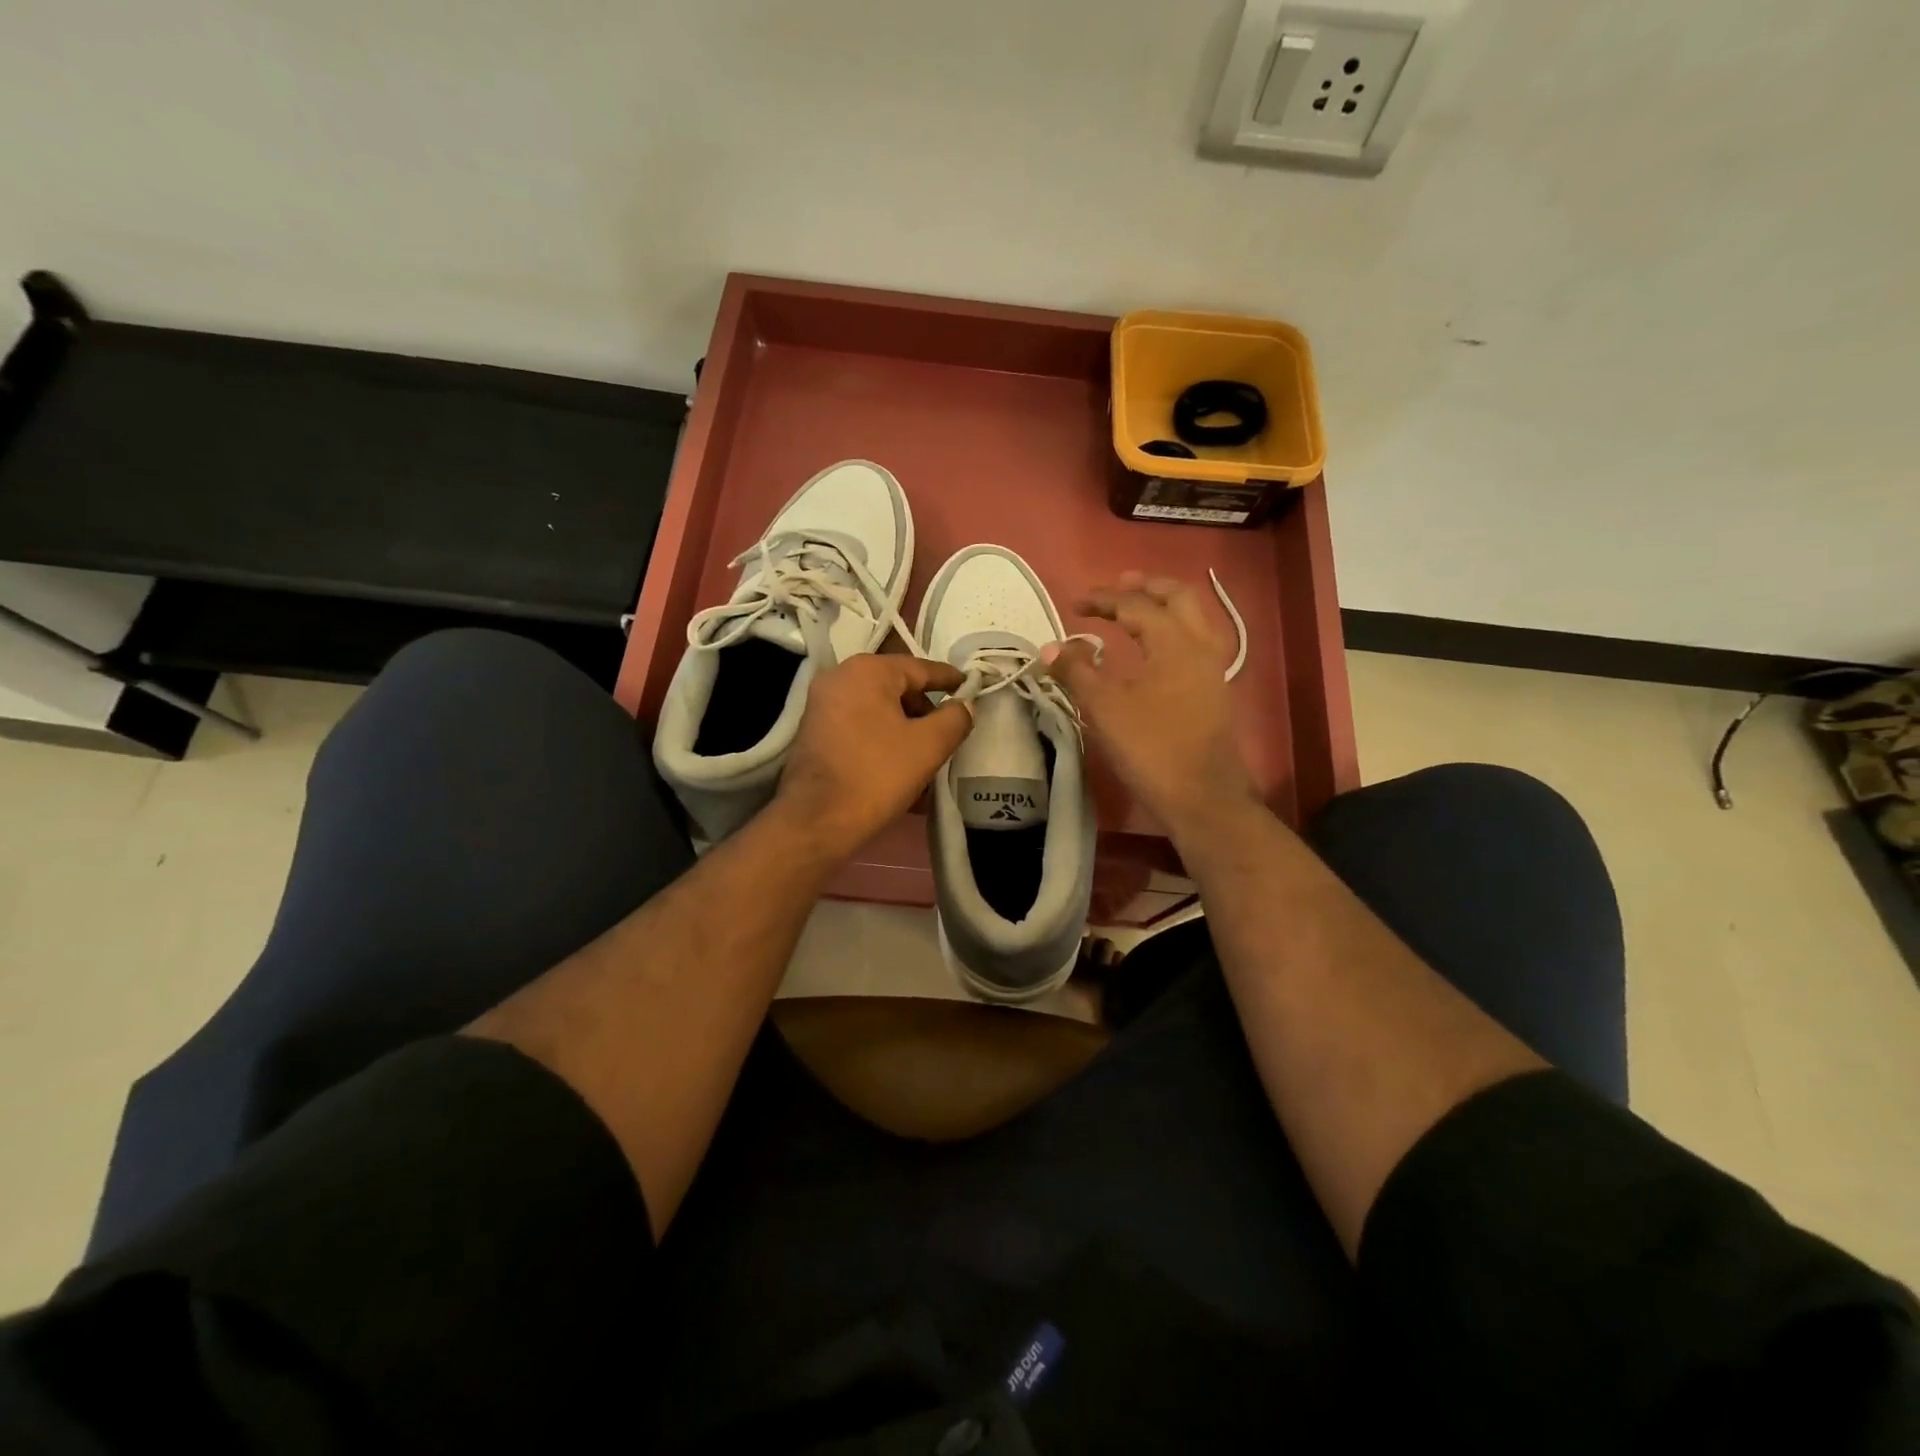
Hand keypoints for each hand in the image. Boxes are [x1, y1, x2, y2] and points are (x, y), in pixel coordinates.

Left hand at [772, 653, 971, 861]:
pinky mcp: (814, 732)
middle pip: (897, 688)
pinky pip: (859, 727)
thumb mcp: (929, 745)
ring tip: (927, 756)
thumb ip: (955, 718)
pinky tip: (900, 767)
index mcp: (868, 671)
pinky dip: (882, 740)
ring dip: (905, 729)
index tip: (971, 688)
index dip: (950, 680)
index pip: (921, 668)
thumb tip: (964, 705)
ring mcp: (822, 705)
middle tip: (948, 733)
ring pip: (878, 710)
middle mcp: (840, 677)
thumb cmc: (877, 774)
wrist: (817, 819)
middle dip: (925, 710)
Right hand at [1045, 573, 1259, 840]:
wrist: (1202, 797)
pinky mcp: (1215, 691)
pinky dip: (1174, 630)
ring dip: (1164, 605)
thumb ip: (1076, 671)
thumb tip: (1050, 647)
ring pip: (1194, 618)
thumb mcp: (1104, 708)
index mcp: (1174, 642)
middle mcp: (1201, 645)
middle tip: (1117, 585)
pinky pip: (1197, 642)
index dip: (1103, 600)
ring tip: (1137, 608)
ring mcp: (1213, 669)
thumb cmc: (1151, 748)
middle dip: (1146, 587)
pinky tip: (1155, 648)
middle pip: (1178, 597)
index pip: (1136, 606)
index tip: (1075, 604)